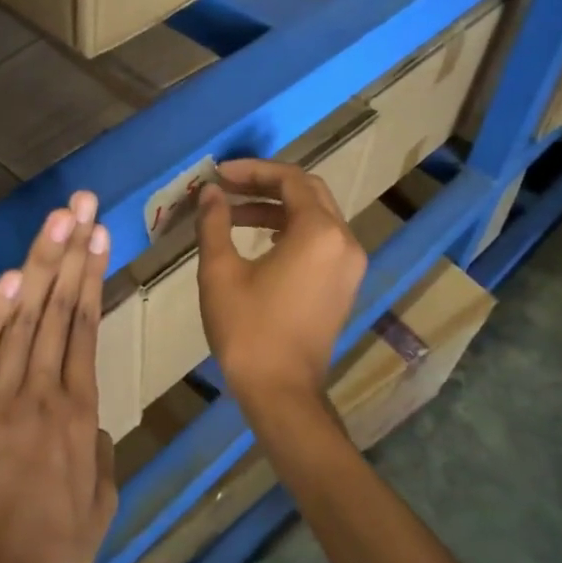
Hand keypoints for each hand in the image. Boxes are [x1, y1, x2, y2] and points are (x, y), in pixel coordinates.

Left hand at [0, 192, 116, 562]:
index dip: (91, 278)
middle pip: (56, 310)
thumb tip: (91, 424)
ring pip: (21, 321)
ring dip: (37, 267)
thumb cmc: (55, 553)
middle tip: (80, 206)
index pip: (85, 328)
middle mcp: (40, 395)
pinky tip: (7, 277)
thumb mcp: (102, 503)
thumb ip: (101, 454)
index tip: (98, 237)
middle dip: (69, 253)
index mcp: (79, 415)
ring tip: (52, 223)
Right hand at [196, 159, 366, 405]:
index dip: (252, 171)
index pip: (290, 180)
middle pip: (308, 193)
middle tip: (227, 187)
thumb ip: (215, 223)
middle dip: (266, 185)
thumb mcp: (220, 271)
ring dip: (276, 209)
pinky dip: (291, 231)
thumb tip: (211, 193)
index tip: (219, 174)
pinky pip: (321, 241)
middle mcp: (344, 241)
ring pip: (316, 217)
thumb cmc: (247, 330)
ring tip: (233, 215)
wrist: (280, 391)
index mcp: (319, 232)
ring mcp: (349, 265)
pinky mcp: (344, 285)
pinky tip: (259, 241)